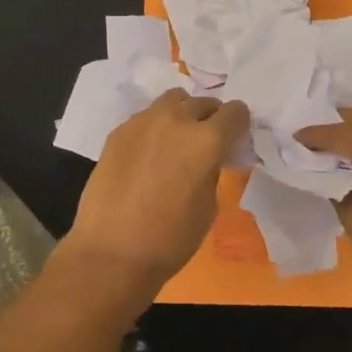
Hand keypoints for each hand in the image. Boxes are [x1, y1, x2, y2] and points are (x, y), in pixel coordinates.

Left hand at [65, 89, 251, 303]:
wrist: (112, 251)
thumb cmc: (170, 238)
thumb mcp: (209, 206)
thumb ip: (212, 170)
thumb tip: (208, 159)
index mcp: (206, 140)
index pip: (235, 112)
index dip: (239, 124)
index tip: (235, 138)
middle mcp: (176, 120)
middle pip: (203, 102)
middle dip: (211, 118)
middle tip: (206, 142)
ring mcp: (143, 121)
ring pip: (172, 100)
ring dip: (182, 114)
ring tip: (177, 139)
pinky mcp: (119, 131)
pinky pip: (146, 117)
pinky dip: (156, 126)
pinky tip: (149, 153)